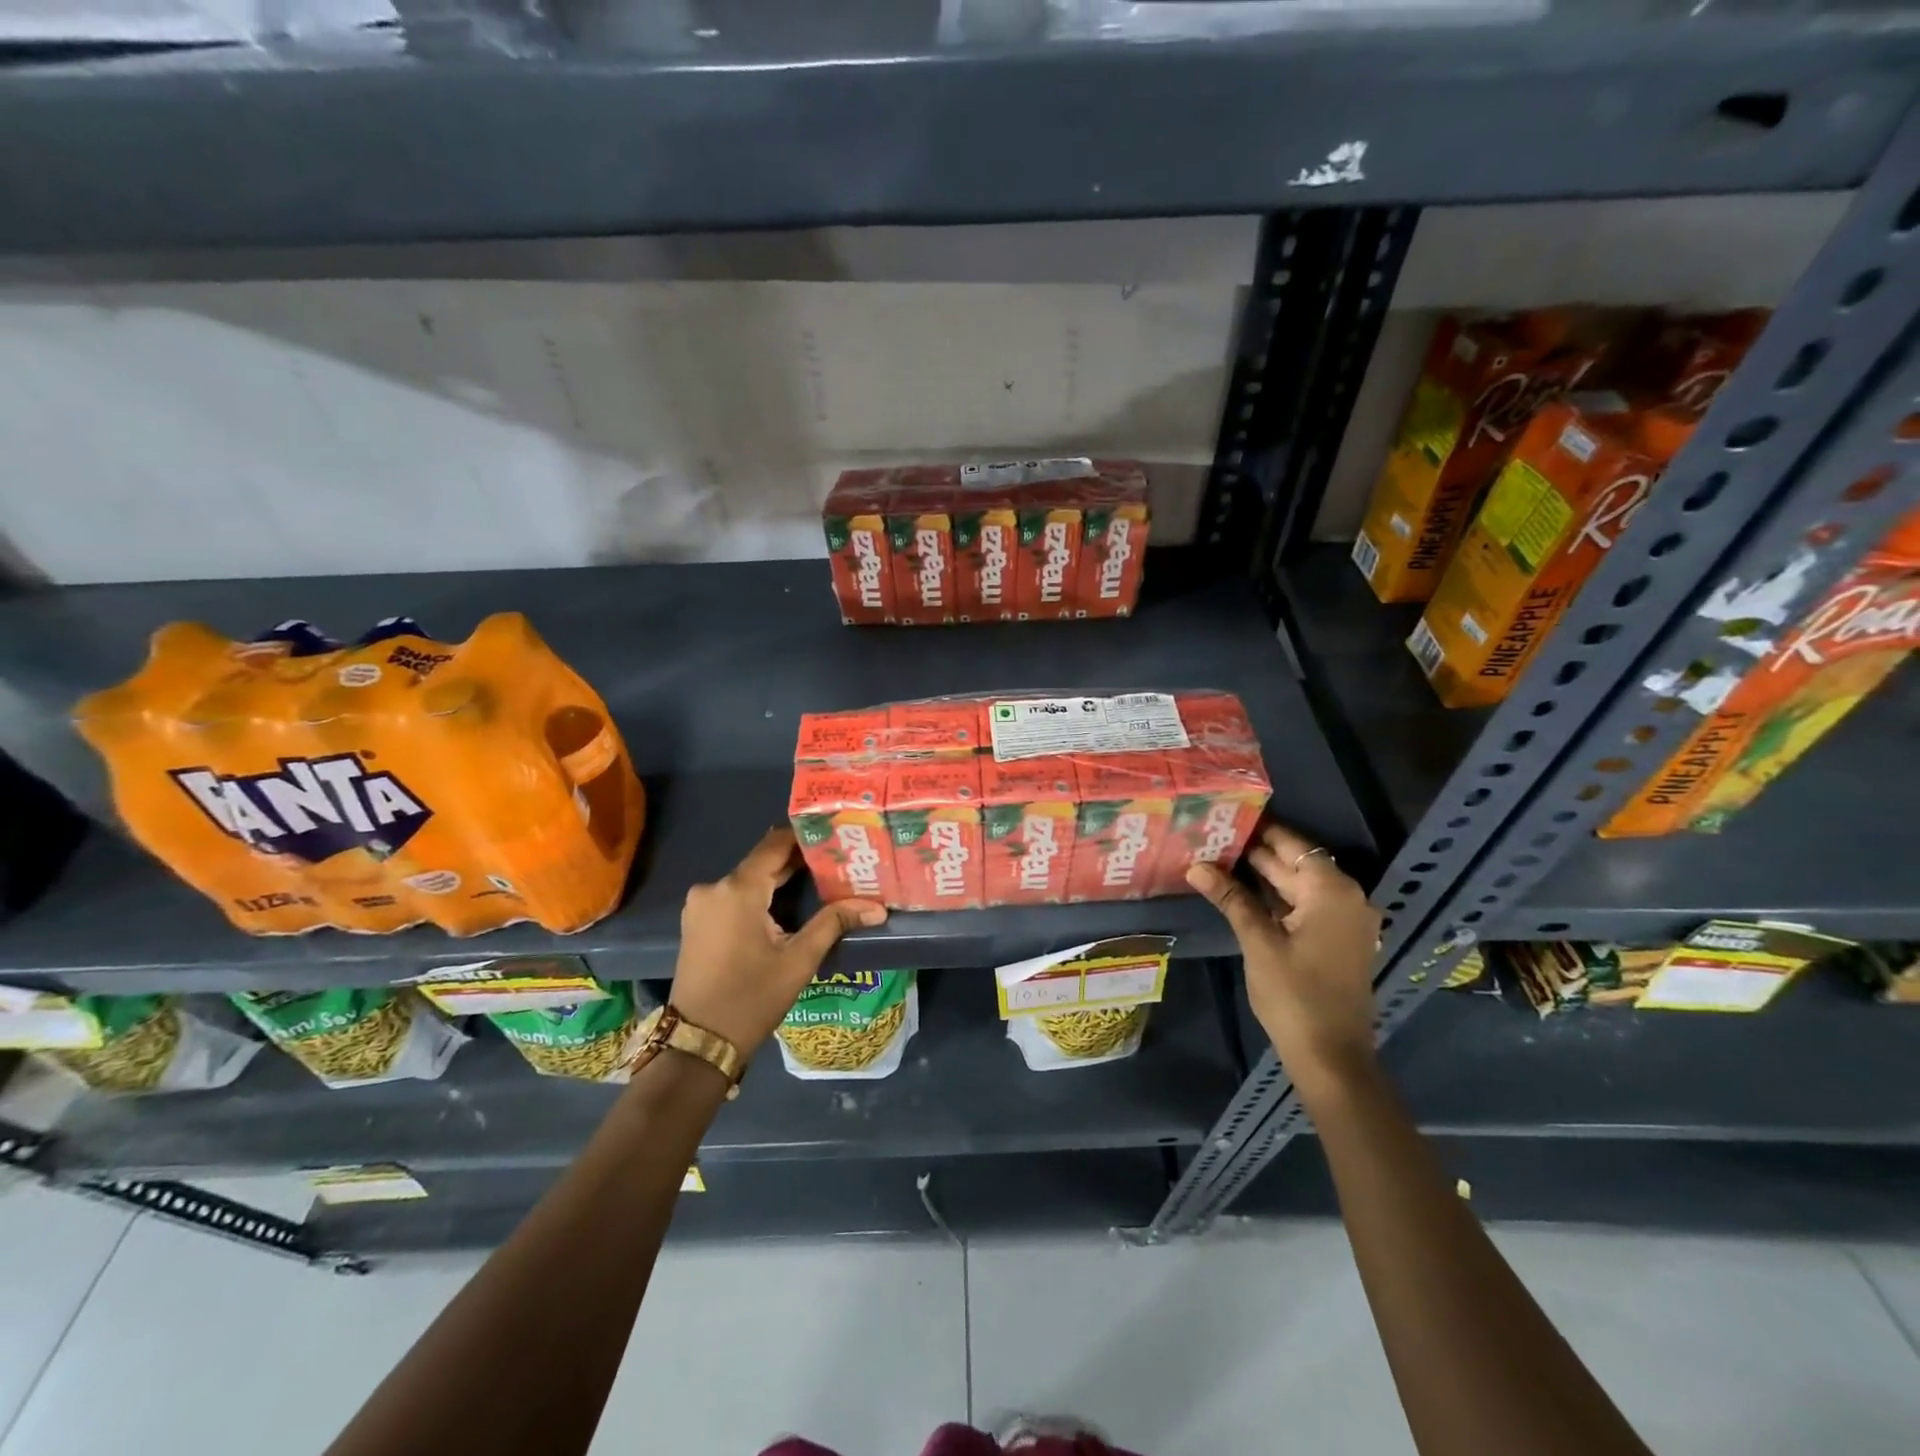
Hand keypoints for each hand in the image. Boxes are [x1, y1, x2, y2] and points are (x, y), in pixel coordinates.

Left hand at [669, 828, 886, 1059]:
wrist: (699, 1043)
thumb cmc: (751, 998)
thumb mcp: (799, 960)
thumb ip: (834, 923)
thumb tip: (876, 907)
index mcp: (738, 889)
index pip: (775, 844)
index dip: (806, 838)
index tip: (836, 838)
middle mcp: (714, 887)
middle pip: (762, 862)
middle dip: (798, 862)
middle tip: (836, 862)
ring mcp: (700, 904)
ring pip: (748, 880)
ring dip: (779, 880)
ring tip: (818, 882)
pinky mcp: (696, 921)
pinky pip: (734, 896)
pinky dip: (759, 896)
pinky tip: (785, 906)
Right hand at [1187, 820, 1380, 1087]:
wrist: (1331, 1056)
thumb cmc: (1294, 994)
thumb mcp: (1258, 941)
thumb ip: (1230, 898)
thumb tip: (1196, 865)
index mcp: (1331, 890)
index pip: (1291, 845)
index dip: (1258, 831)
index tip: (1224, 817)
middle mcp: (1345, 898)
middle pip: (1295, 863)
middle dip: (1255, 853)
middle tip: (1212, 837)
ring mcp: (1344, 921)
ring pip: (1298, 886)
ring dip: (1263, 876)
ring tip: (1218, 860)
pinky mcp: (1338, 940)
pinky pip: (1305, 906)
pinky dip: (1276, 898)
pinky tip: (1242, 894)